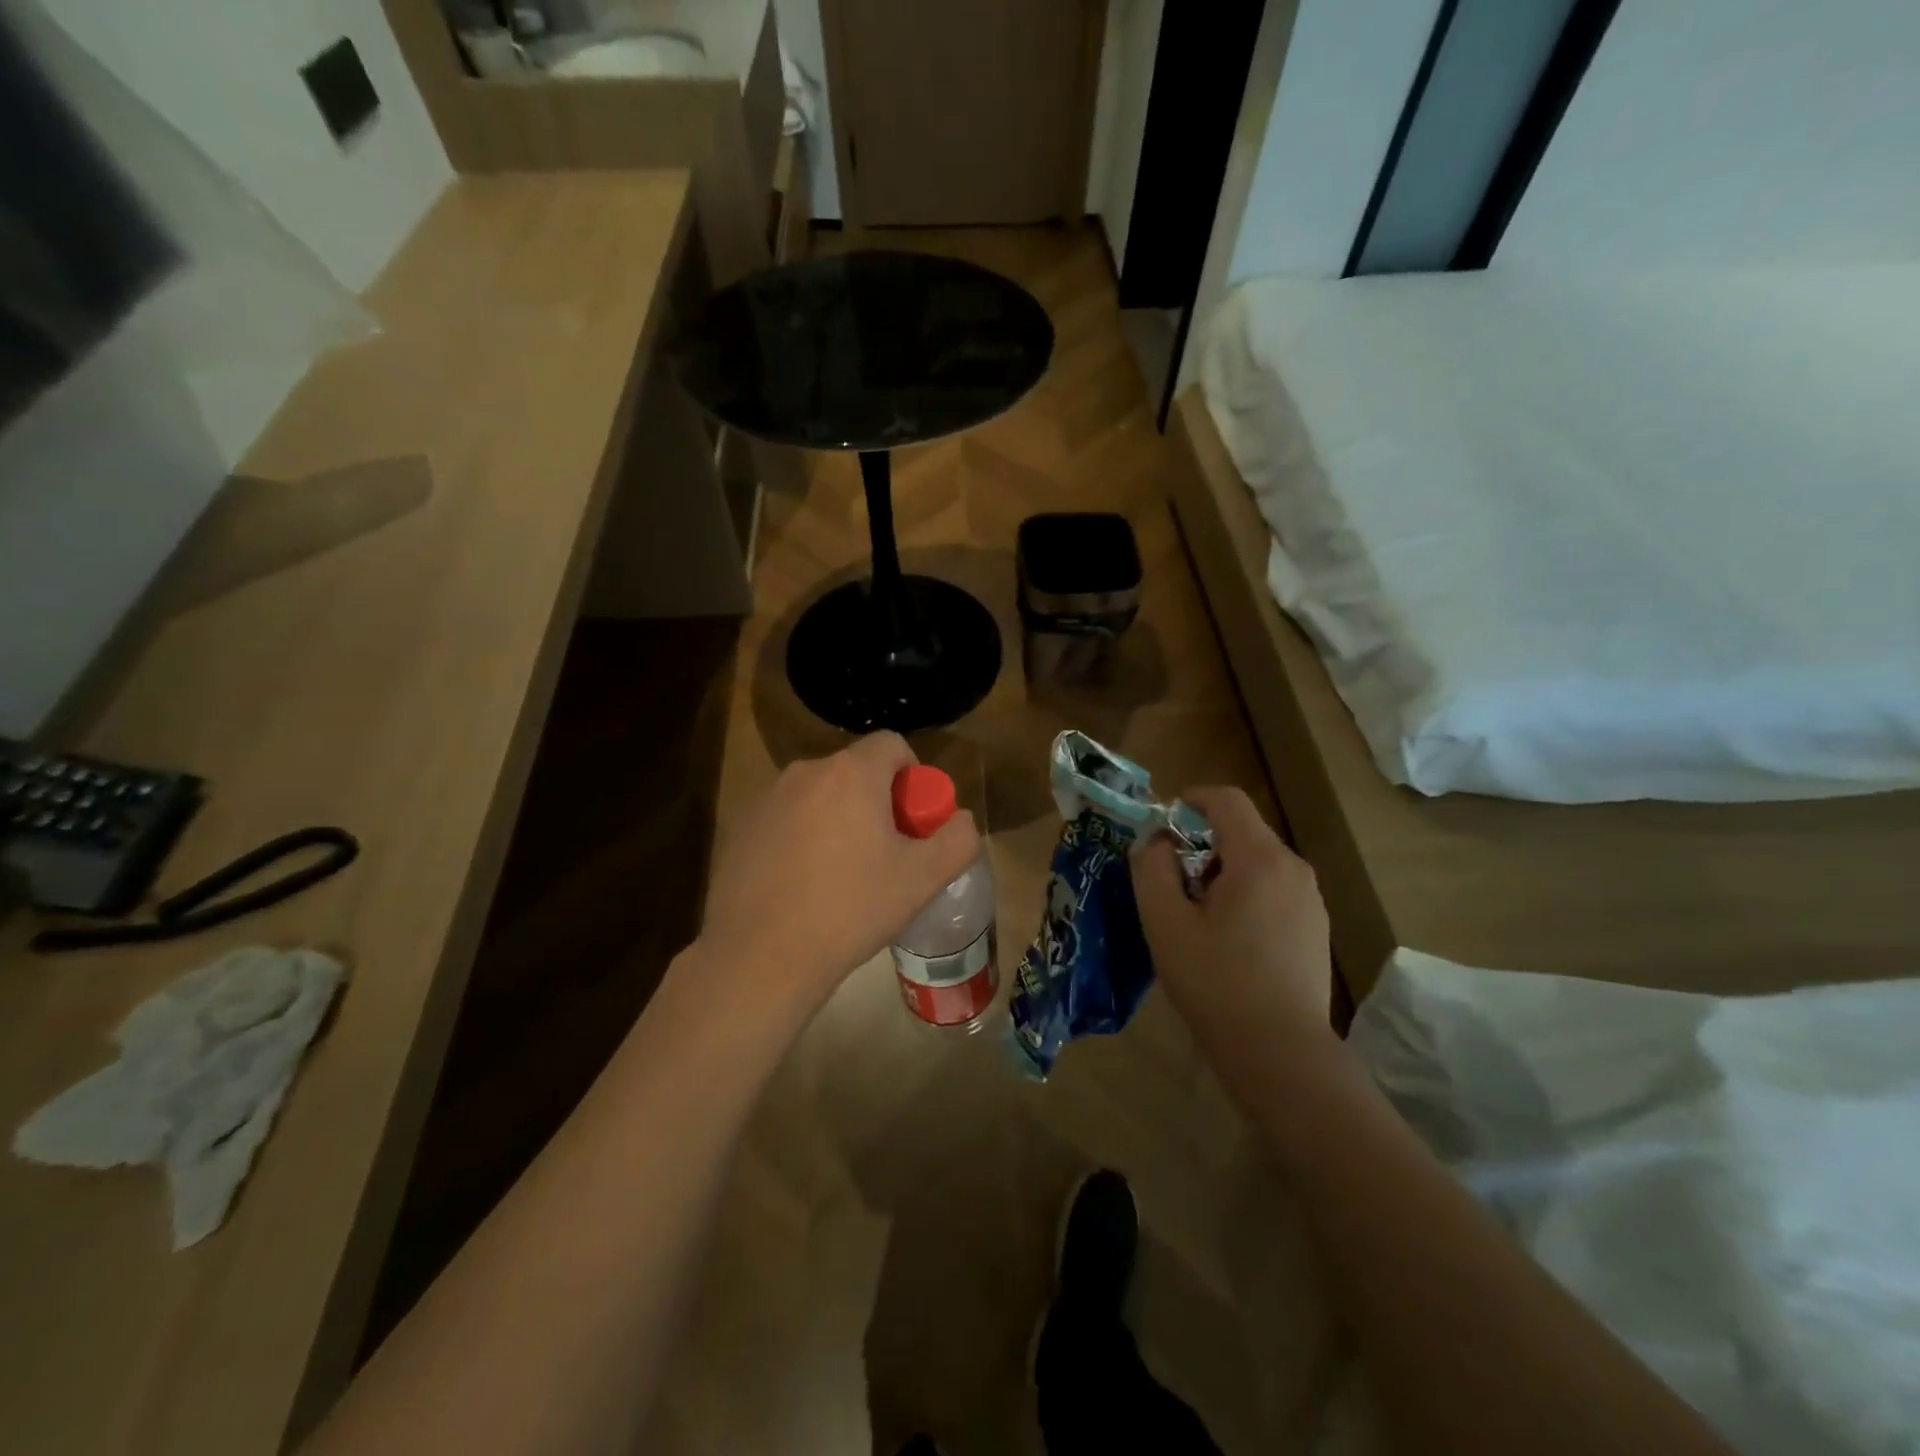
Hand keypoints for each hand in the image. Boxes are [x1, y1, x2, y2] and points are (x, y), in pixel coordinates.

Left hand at [697, 733, 979, 1020]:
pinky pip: (785, 818)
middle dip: (876, 801)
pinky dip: (801, 837)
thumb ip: (957, 840)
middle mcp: (805, 772)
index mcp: (851, 774)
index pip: (892, 744)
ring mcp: (766, 798)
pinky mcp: (740, 827)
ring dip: (837, 819)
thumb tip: (961, 819)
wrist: (761, 956)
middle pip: (855, 771)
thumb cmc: (851, 909)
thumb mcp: (922, 880)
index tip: (913, 819)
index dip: (912, 775)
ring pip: (819, 796)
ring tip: (841, 874)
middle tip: (884, 852)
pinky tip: (801, 884)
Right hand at [1130, 786, 1336, 1068]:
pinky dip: (1245, 893)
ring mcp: (1311, 899)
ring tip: (1195, 915)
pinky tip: (1228, 939)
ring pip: (1257, 861)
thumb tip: (1157, 842)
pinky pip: (1274, 888)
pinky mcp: (1316, 926)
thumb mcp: (1165, 923)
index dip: (1188, 800)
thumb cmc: (1216, 983)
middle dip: (1200, 843)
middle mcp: (1293, 868)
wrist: (1281, 1054)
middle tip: (1170, 883)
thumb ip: (1152, 868)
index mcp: (1260, 859)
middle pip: (1242, 830)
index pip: (1225, 799)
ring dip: (1221, 870)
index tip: (1160, 829)